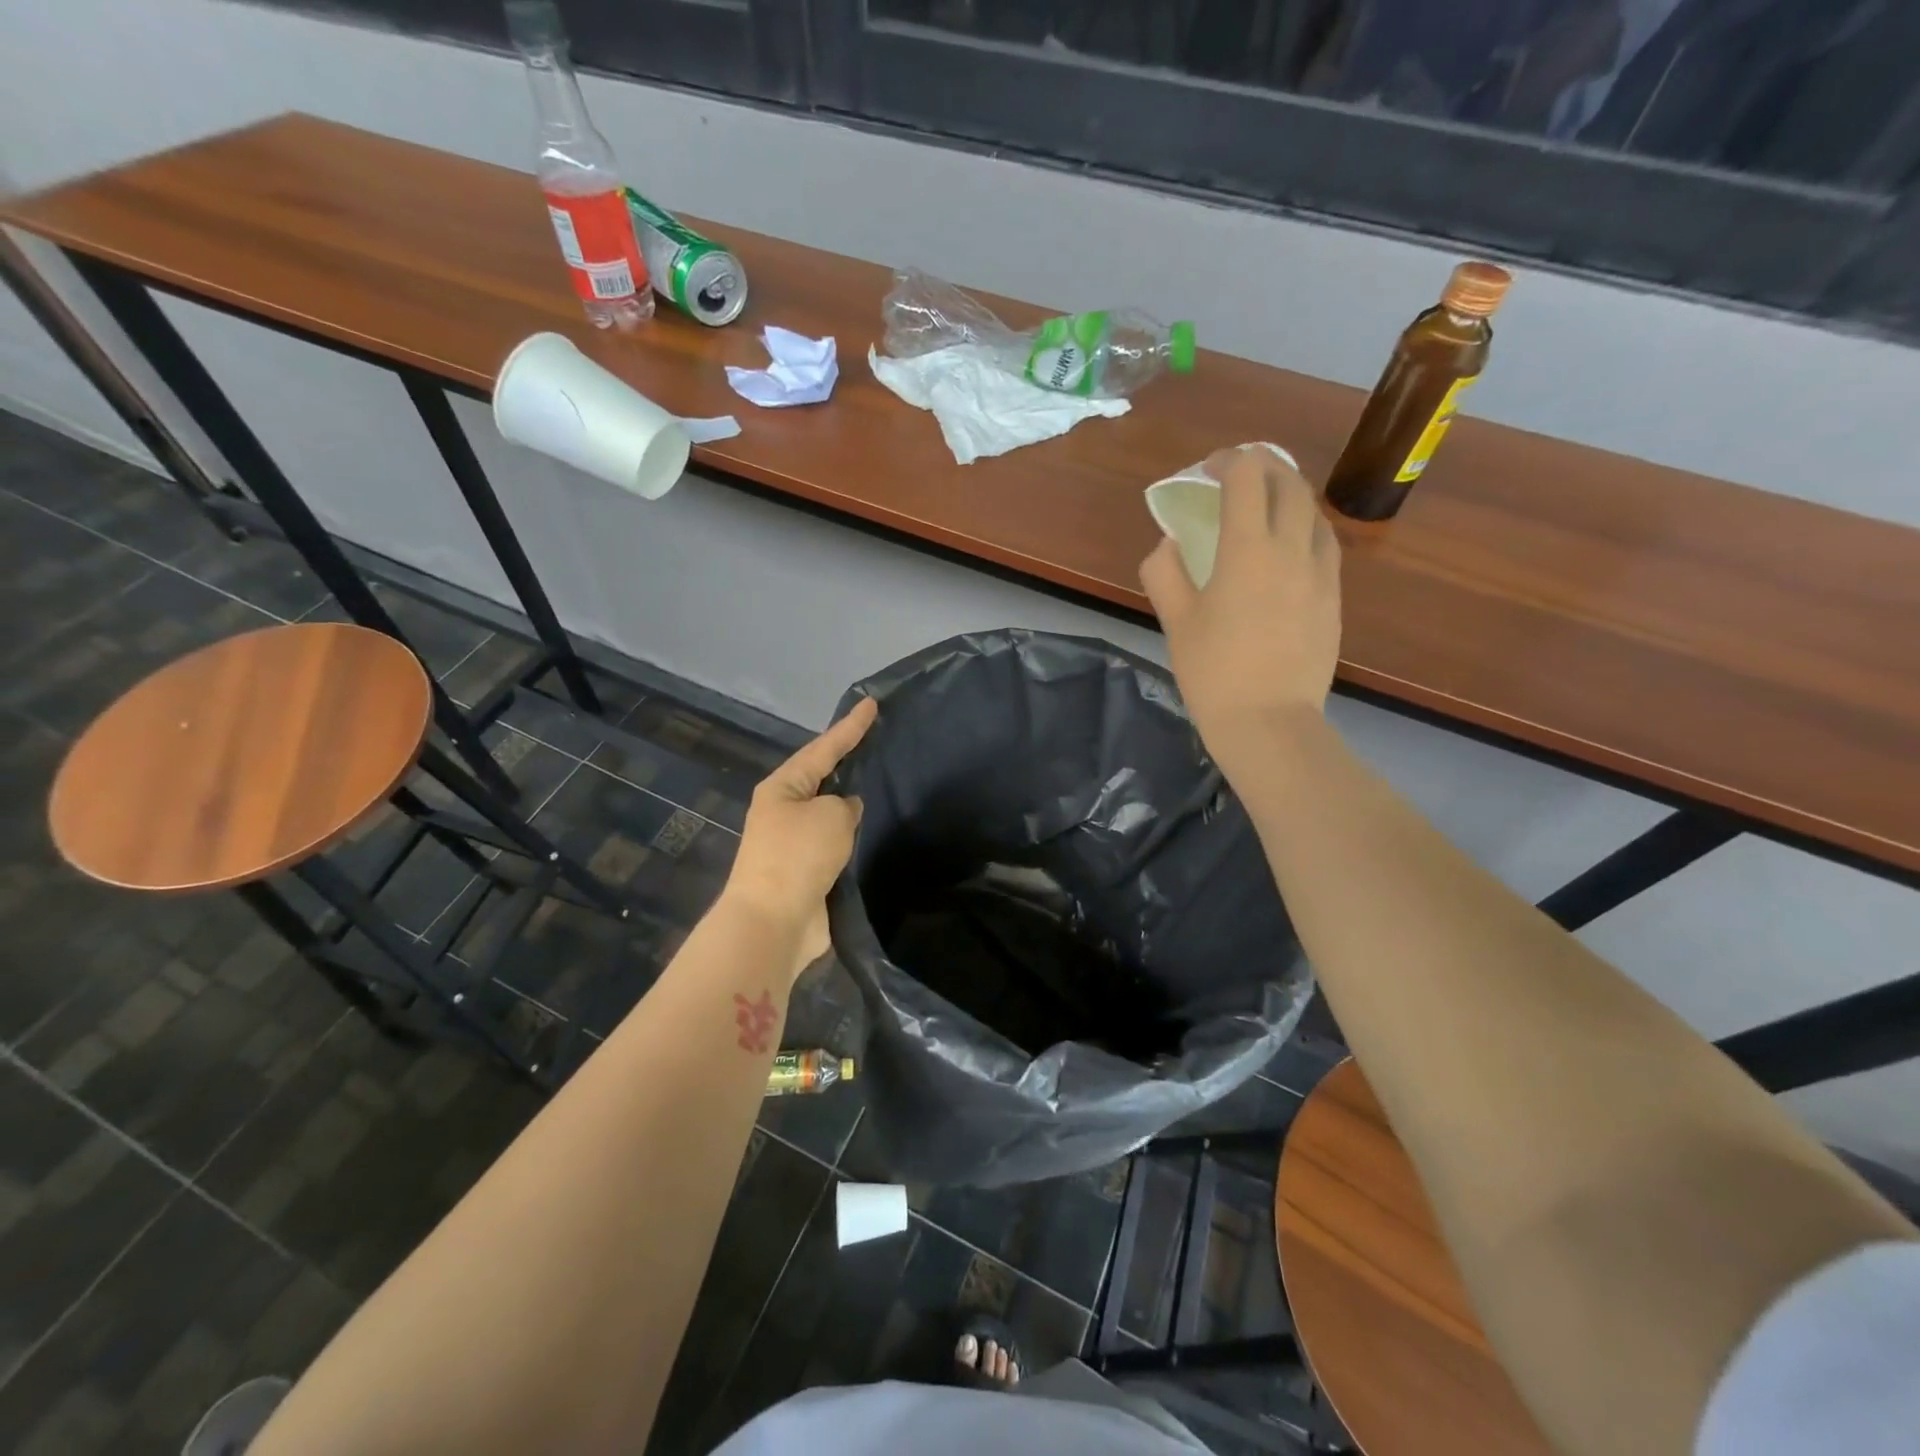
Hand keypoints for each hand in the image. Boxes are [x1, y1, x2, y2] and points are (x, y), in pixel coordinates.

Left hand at [722, 696, 876, 979]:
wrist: (773, 922)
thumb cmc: (798, 856)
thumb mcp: (831, 816)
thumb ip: (846, 805)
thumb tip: (846, 811)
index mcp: (782, 787)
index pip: (824, 747)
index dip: (850, 726)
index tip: (872, 703)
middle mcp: (784, 810)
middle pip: (822, 777)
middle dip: (847, 760)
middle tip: (878, 740)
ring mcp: (793, 843)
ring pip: (829, 812)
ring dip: (850, 802)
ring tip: (882, 783)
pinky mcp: (806, 872)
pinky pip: (834, 843)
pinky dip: (851, 835)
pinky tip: (873, 830)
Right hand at [1141, 445, 1340, 774]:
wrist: (1269, 723)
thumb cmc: (1213, 673)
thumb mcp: (1175, 622)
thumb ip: (1164, 572)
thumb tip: (1169, 544)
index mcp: (1247, 550)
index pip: (1247, 478)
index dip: (1228, 461)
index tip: (1208, 469)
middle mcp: (1291, 549)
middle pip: (1289, 483)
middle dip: (1263, 467)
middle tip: (1238, 475)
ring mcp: (1320, 574)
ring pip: (1313, 512)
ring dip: (1289, 494)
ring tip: (1266, 505)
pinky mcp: (1333, 598)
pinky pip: (1324, 544)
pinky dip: (1305, 527)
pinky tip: (1289, 546)